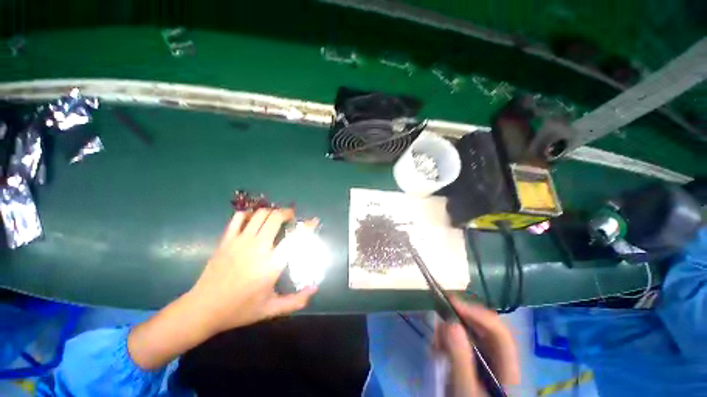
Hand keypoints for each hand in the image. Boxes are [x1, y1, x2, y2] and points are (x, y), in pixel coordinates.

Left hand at [188, 208, 317, 333]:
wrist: (203, 309)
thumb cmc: (240, 310)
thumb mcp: (271, 309)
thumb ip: (296, 301)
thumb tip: (315, 289)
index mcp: (271, 265)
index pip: (295, 238)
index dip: (307, 226)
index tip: (313, 221)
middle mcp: (257, 248)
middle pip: (276, 218)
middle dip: (287, 213)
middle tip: (292, 218)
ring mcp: (240, 242)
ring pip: (260, 214)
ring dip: (271, 212)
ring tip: (276, 218)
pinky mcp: (226, 240)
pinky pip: (239, 218)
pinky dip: (250, 214)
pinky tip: (254, 220)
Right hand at [434, 296, 519, 396]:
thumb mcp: (464, 389)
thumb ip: (460, 359)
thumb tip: (451, 323)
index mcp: (508, 366)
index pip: (499, 332)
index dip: (477, 314)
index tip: (452, 303)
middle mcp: (499, 357)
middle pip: (483, 327)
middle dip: (459, 319)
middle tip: (439, 314)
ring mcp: (486, 356)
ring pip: (470, 330)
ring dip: (450, 331)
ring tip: (436, 343)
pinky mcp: (473, 357)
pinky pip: (460, 338)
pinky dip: (447, 339)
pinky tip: (437, 349)